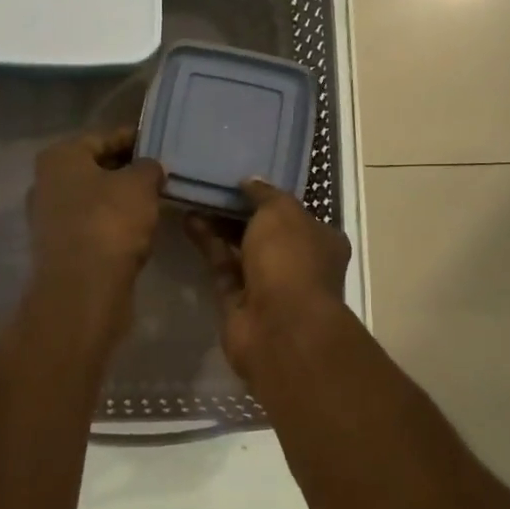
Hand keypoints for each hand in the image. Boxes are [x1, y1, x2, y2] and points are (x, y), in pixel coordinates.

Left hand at [28, 128, 164, 308]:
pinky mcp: (59, 250)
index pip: (102, 138)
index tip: (159, 146)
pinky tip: (137, 233)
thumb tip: (149, 168)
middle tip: (160, 176)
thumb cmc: (110, 221)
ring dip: (120, 201)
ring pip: (93, 201)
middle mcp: (46, 184)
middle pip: (95, 169)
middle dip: (127, 172)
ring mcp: (48, 219)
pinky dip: (112, 227)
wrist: (83, 289)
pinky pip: (92, 228)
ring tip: (154, 203)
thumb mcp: (140, 184)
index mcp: (59, 157)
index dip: (133, 140)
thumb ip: (149, 168)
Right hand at [188, 180, 350, 381]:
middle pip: (265, 232)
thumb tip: (250, 182)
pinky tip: (188, 221)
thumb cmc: (291, 260)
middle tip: (210, 186)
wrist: (280, 328)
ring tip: (193, 197)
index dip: (268, 197)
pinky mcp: (239, 303)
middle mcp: (298, 263)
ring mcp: (268, 286)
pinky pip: (222, 267)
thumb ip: (264, 194)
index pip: (294, 213)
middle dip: (239, 211)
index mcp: (321, 240)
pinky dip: (207, 245)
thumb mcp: (281, 211)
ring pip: (240, 250)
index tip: (240, 180)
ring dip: (218, 226)